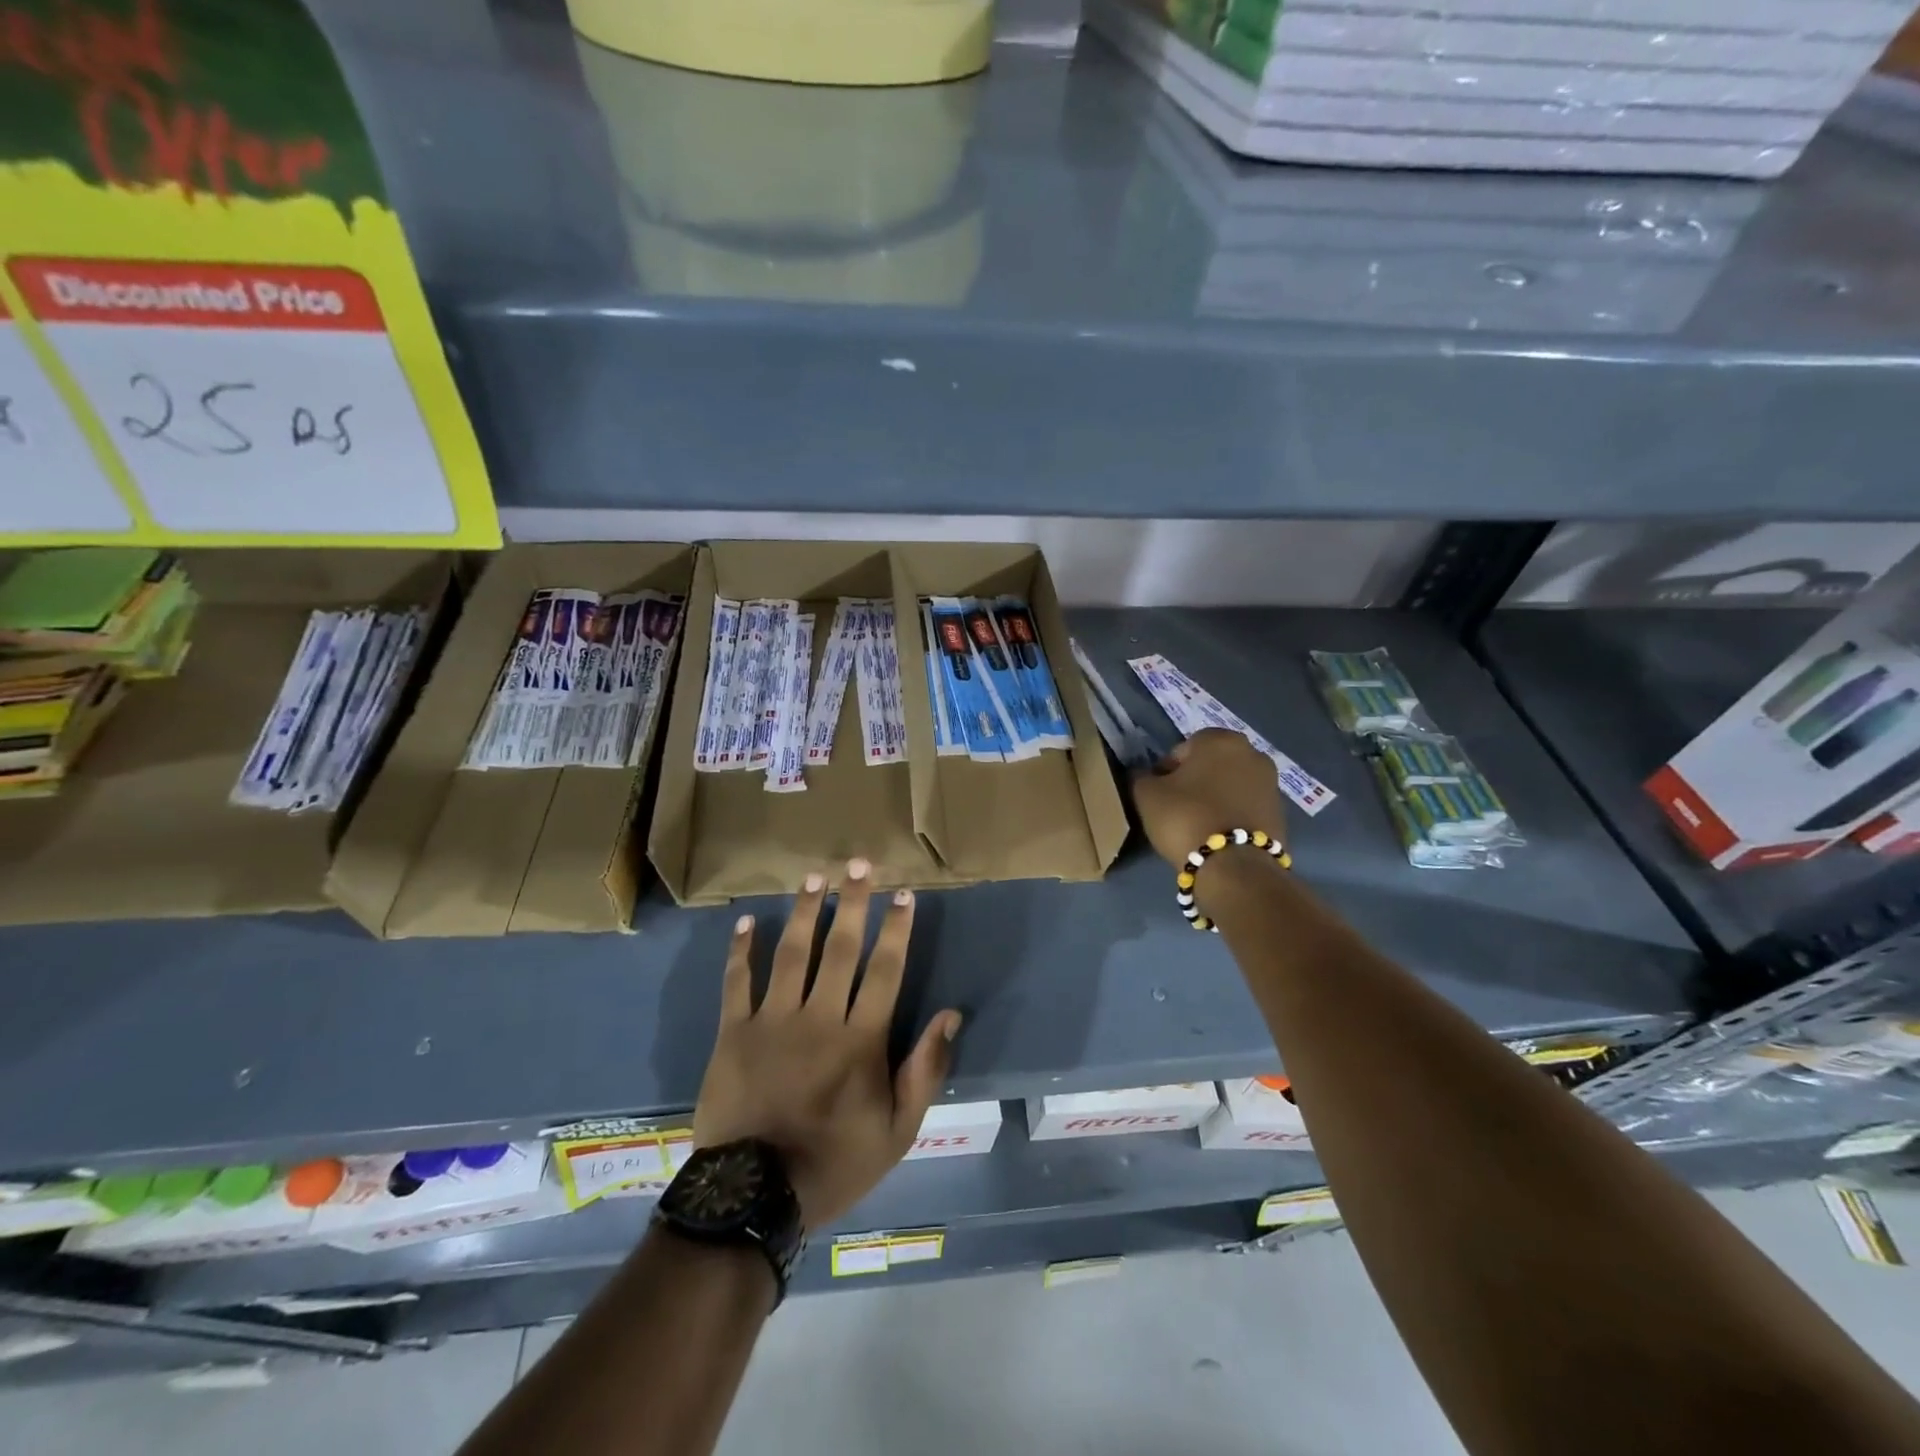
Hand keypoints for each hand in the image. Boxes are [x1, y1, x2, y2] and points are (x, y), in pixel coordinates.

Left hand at [694, 859, 962, 1231]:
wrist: (753, 1197)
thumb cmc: (834, 1162)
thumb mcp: (898, 1130)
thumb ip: (925, 1069)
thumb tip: (950, 1015)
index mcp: (861, 1038)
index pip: (885, 969)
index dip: (897, 928)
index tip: (904, 893)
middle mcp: (819, 1017)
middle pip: (841, 948)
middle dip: (853, 902)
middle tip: (859, 863)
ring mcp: (772, 1021)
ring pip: (792, 953)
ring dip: (804, 911)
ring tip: (815, 878)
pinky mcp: (732, 1033)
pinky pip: (737, 982)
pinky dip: (742, 950)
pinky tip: (748, 920)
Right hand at [1131, 728, 1286, 869]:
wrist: (1234, 865)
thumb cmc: (1185, 817)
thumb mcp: (1146, 794)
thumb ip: (1142, 777)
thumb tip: (1145, 775)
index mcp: (1220, 739)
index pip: (1183, 749)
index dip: (1166, 771)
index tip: (1158, 794)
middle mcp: (1252, 753)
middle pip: (1211, 765)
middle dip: (1195, 781)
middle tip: (1177, 807)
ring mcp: (1271, 783)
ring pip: (1231, 785)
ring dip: (1215, 797)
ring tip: (1197, 824)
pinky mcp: (1281, 813)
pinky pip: (1246, 807)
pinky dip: (1232, 815)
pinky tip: (1217, 835)